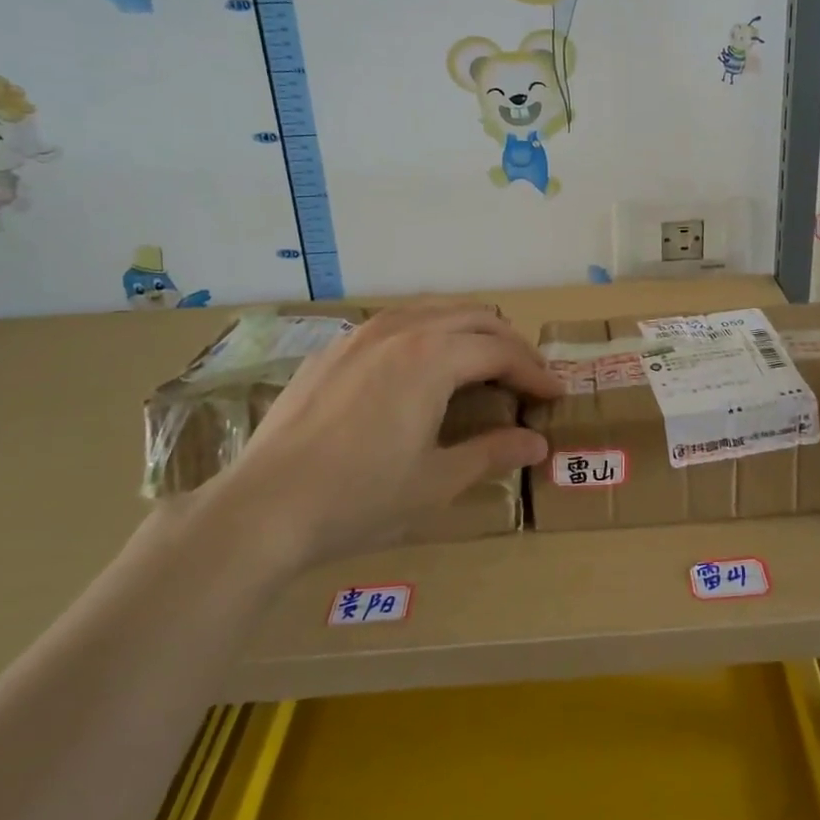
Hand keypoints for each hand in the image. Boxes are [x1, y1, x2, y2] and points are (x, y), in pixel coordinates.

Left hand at [203, 303, 559, 574]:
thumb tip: (537, 444)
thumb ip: (493, 453)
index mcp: (432, 357)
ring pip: (432, 310)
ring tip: (483, 363)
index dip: (535, 372)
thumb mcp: (437, 482)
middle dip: (509, 344)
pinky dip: (427, 334)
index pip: (501, 351)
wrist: (262, 509)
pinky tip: (421, 368)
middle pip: (473, 318)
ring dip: (468, 331)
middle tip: (529, 377)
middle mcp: (400, 330)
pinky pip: (395, 323)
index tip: (556, 394)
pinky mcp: (331, 351)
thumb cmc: (360, 498)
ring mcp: (360, 335)